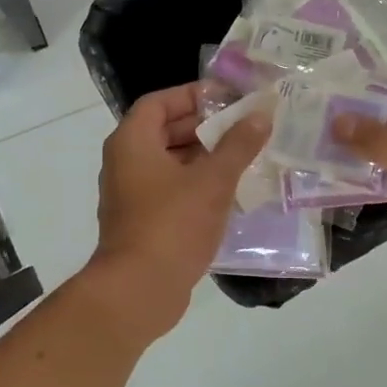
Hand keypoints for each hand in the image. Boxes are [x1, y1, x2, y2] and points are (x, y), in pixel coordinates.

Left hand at [89, 83, 271, 329]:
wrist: (138, 291)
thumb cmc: (172, 224)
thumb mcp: (213, 180)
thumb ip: (238, 144)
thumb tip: (261, 115)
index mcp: (132, 142)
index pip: (159, 102)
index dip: (193, 95)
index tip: (228, 99)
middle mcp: (125, 162)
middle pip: (164, 130)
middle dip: (203, 126)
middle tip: (242, 126)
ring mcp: (131, 194)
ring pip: (169, 162)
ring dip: (203, 157)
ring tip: (243, 156)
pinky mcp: (142, 221)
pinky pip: (170, 189)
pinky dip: (195, 184)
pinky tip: (228, 192)